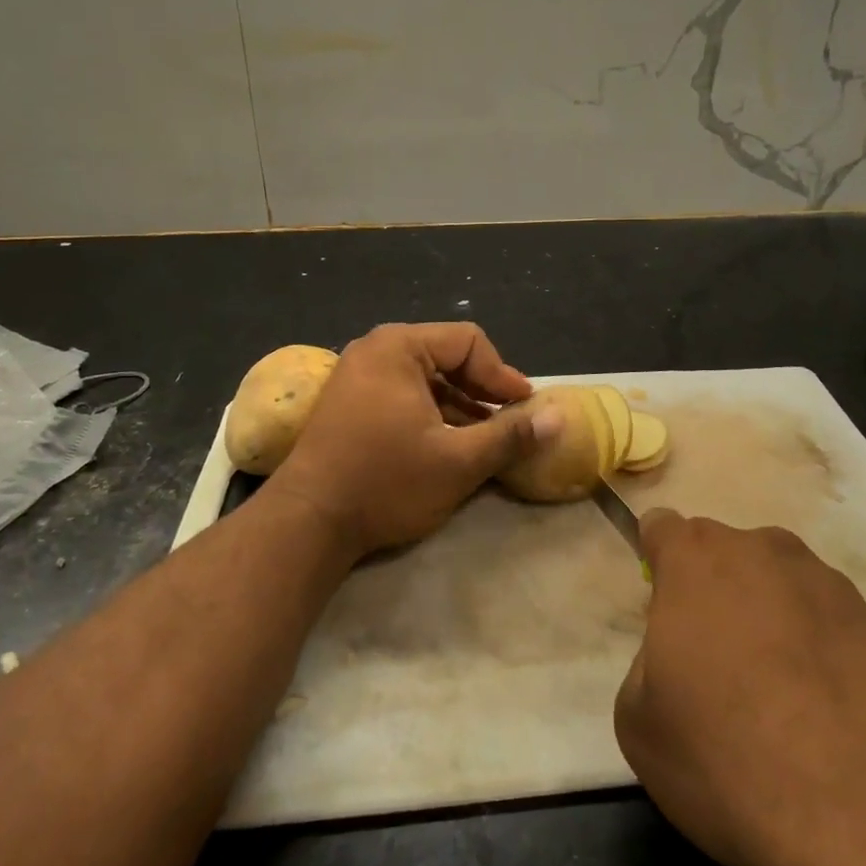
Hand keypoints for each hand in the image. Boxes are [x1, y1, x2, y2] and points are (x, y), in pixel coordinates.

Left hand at [266, 322, 558, 559]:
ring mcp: (356, 376)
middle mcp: (375, 350)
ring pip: (425, 378)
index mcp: (399, 347)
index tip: (525, 408)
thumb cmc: (386, 482)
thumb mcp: (459, 462)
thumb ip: (511, 436)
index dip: (502, 374)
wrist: (307, 523)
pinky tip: (448, 444)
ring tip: (485, 438)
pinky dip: (432, 413)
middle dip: (482, 390)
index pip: (468, 342)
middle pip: (446, 356)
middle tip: (510, 421)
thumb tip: (559, 418)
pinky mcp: (348, 403)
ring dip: (459, 405)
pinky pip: (402, 394)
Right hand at [613, 511, 865, 865]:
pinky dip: (819, 654)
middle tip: (715, 665)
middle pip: (725, 556)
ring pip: (780, 587)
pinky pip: (828, 626)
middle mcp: (764, 552)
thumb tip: (679, 656)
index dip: (656, 562)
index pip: (663, 527)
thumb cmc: (729, 759)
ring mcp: (831, 586)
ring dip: (769, 621)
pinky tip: (824, 720)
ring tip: (776, 701)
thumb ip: (646, 663)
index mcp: (697, 560)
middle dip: (714, 593)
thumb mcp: (639, 723)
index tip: (661, 609)